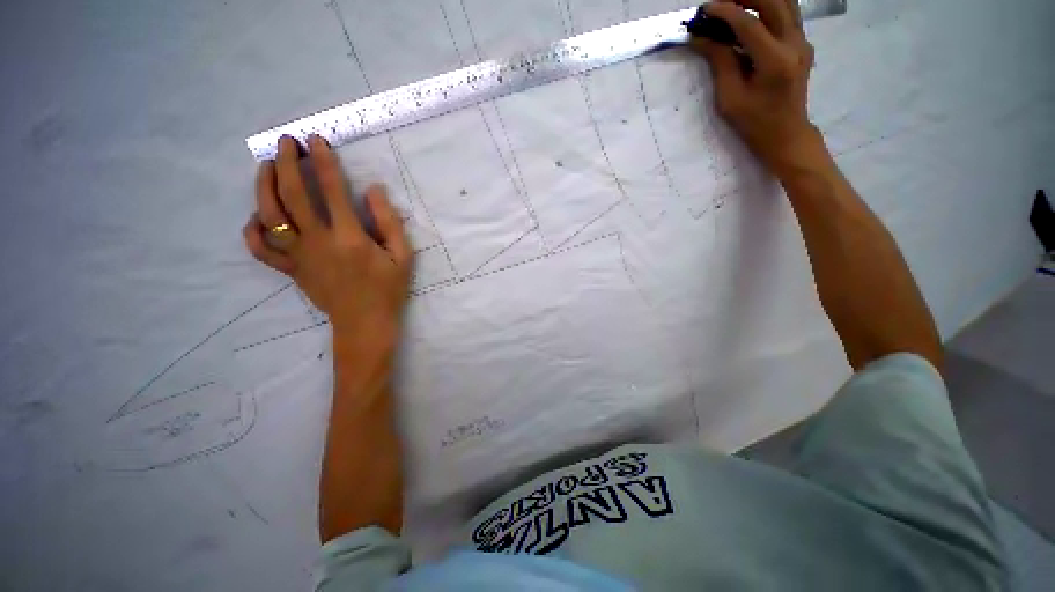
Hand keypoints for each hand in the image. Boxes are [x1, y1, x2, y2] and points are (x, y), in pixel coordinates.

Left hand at [244, 135, 412, 344]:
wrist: (365, 322)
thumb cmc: (388, 289)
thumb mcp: (403, 256)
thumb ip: (389, 222)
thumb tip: (373, 190)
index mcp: (350, 238)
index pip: (332, 190)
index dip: (323, 161)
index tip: (316, 140)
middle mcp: (318, 242)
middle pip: (292, 195)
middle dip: (286, 163)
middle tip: (285, 142)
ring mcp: (299, 256)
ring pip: (269, 216)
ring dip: (264, 186)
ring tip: (266, 167)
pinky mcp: (290, 270)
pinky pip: (261, 249)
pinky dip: (253, 230)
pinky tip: (258, 217)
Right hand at [692, 0, 821, 174]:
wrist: (785, 134)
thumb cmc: (753, 123)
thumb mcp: (730, 97)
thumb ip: (720, 62)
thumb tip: (702, 37)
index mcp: (774, 60)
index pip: (748, 23)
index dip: (724, 12)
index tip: (704, 9)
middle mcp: (794, 43)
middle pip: (773, 1)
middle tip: (720, 4)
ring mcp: (802, 41)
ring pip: (785, 2)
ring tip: (735, 5)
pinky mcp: (803, 44)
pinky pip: (787, 14)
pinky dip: (768, 9)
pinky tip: (751, 17)